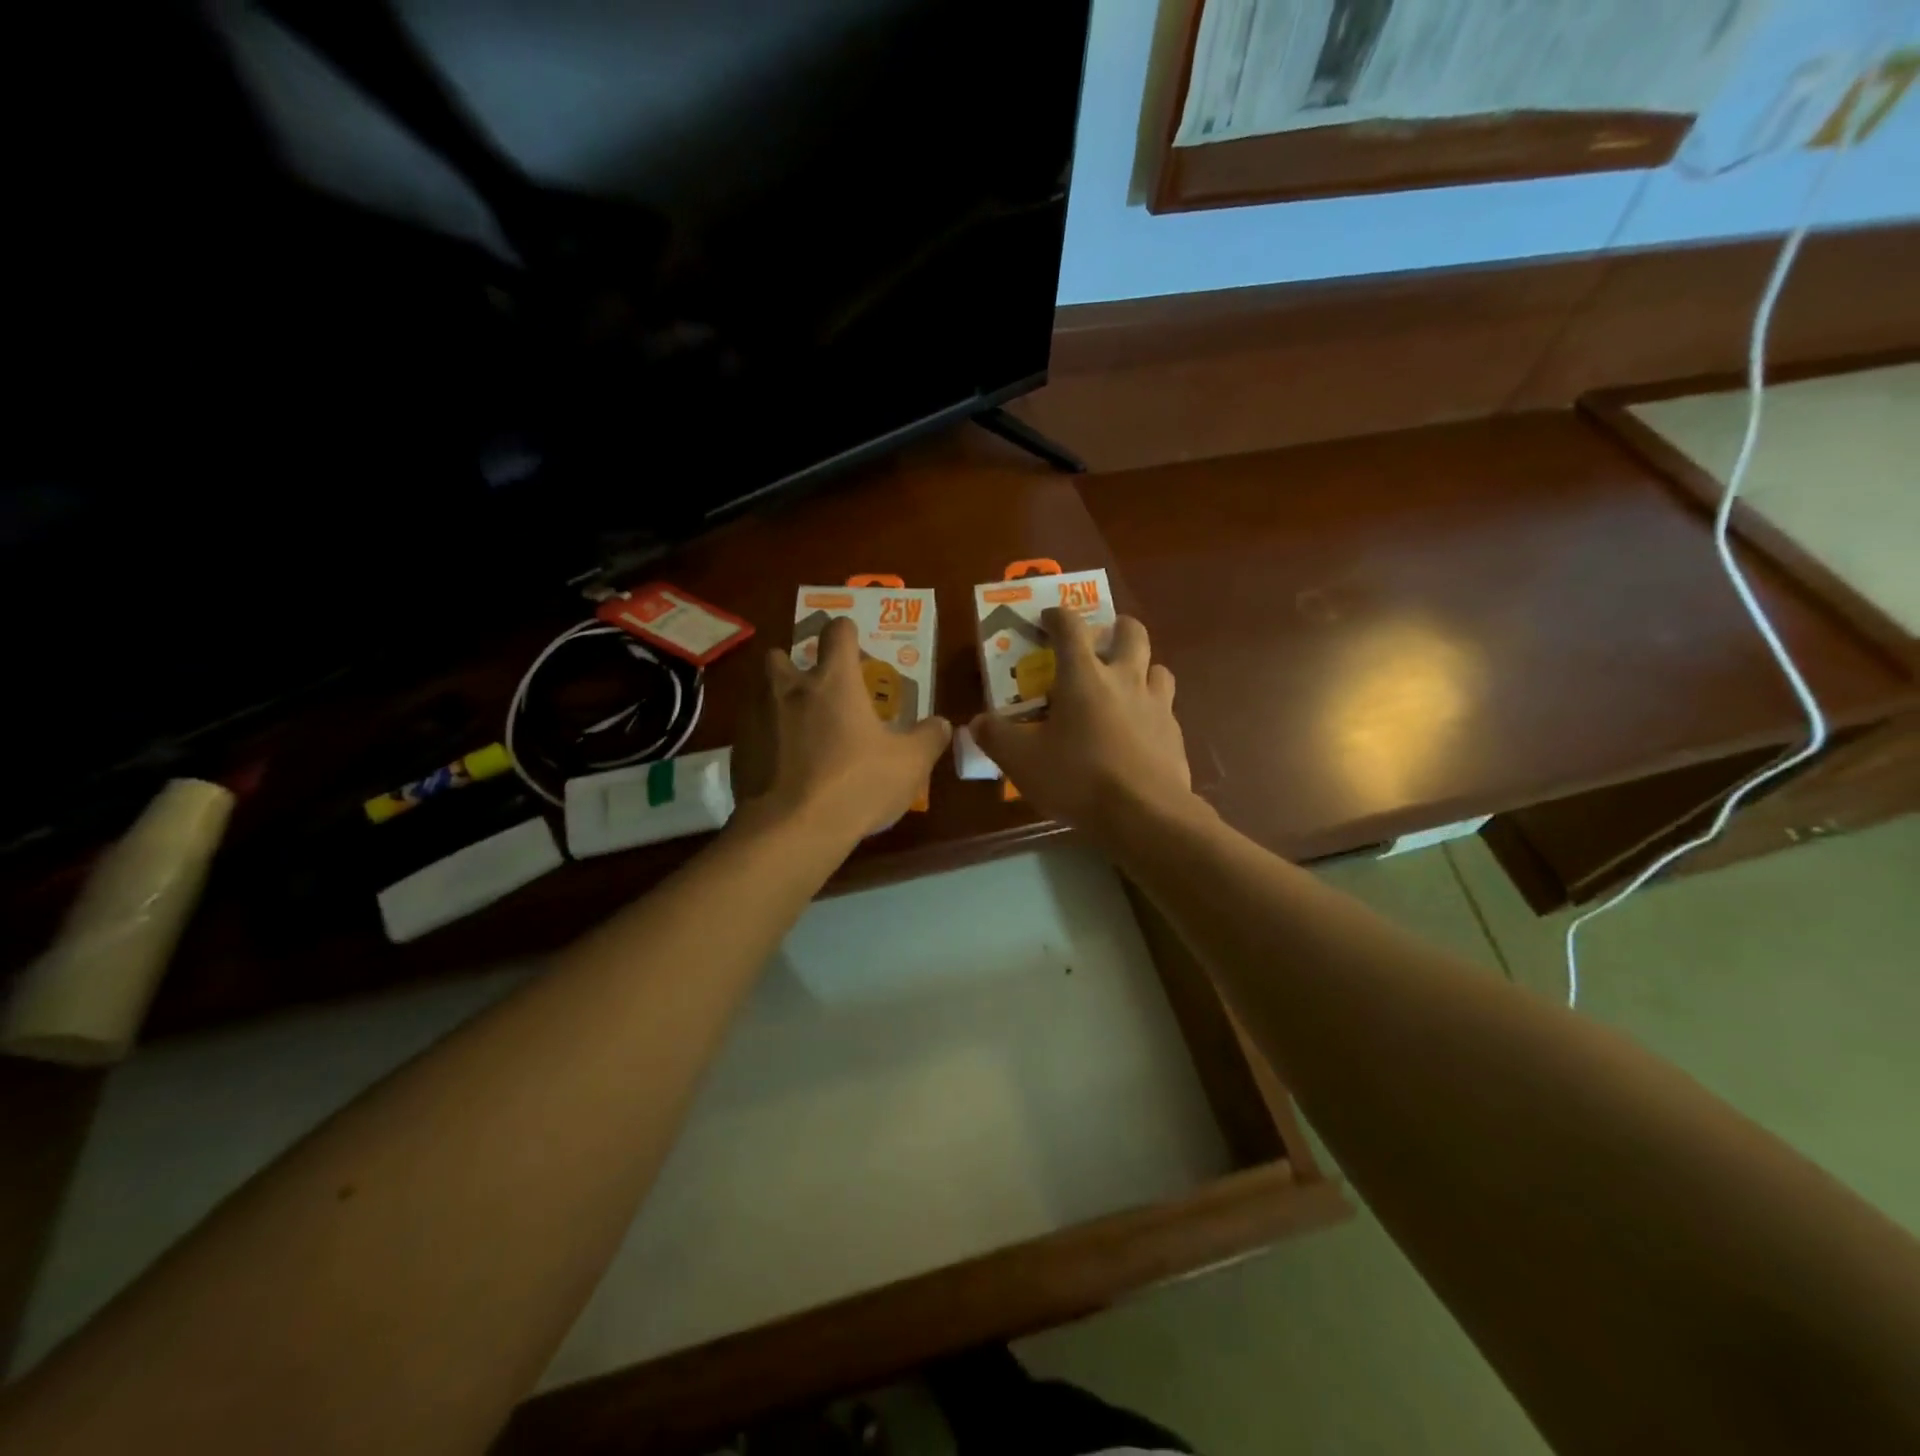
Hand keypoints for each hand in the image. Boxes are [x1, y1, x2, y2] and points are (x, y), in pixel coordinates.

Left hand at [735, 616, 951, 841]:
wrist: (791, 830)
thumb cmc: (857, 785)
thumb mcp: (910, 764)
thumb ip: (929, 738)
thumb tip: (941, 723)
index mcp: (833, 682)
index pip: (837, 633)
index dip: (847, 632)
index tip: (852, 640)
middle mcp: (788, 688)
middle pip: (781, 655)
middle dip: (794, 663)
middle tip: (814, 688)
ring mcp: (757, 718)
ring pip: (761, 692)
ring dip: (777, 700)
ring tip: (797, 727)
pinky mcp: (738, 750)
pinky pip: (751, 732)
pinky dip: (766, 739)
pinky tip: (782, 765)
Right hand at [969, 609, 1194, 843]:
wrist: (1144, 815)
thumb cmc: (1078, 778)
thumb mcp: (1022, 761)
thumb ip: (996, 737)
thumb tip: (977, 722)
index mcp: (1084, 676)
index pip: (1070, 628)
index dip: (1057, 616)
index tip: (1048, 617)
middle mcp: (1125, 679)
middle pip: (1131, 632)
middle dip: (1117, 627)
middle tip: (1103, 640)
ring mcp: (1157, 705)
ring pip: (1157, 667)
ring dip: (1142, 668)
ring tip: (1125, 686)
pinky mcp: (1175, 734)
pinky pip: (1166, 708)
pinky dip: (1152, 710)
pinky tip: (1139, 732)